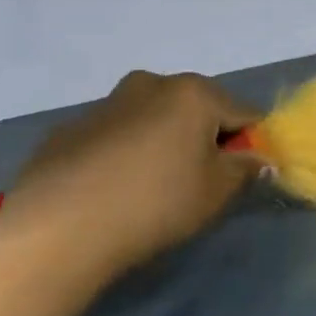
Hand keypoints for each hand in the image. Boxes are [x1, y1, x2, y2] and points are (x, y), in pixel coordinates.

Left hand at [0, 70, 261, 285]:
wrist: (57, 230)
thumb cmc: (155, 203)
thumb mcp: (217, 192)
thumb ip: (246, 169)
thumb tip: (258, 158)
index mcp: (194, 93)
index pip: (244, 113)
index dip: (250, 144)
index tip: (242, 176)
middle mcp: (152, 84)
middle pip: (197, 109)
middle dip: (205, 138)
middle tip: (198, 182)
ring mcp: (105, 104)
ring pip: (153, 119)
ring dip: (163, 143)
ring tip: (151, 189)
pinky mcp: (67, 130)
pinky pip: (114, 137)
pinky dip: (123, 155)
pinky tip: (112, 192)